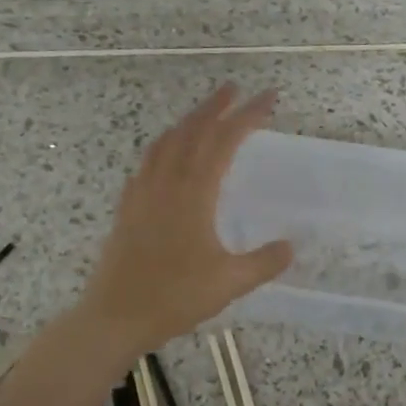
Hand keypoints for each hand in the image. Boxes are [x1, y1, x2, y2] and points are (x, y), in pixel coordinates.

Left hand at [77, 84, 293, 356]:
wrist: (114, 317)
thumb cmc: (173, 298)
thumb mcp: (229, 283)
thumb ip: (263, 262)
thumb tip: (291, 246)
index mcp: (193, 193)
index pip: (224, 140)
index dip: (248, 116)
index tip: (269, 98)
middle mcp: (166, 182)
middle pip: (192, 130)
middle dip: (216, 106)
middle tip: (236, 88)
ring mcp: (142, 193)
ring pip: (166, 142)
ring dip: (188, 121)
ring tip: (204, 113)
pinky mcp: (128, 207)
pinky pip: (148, 162)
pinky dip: (165, 145)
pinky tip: (167, 155)